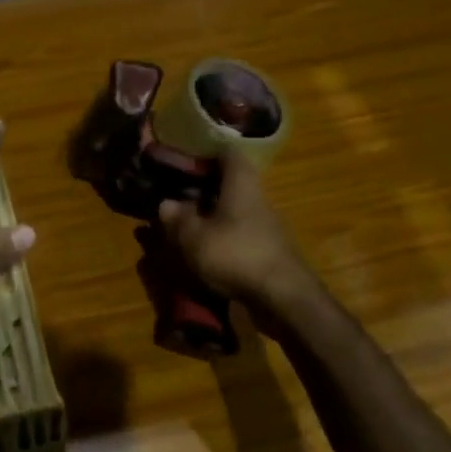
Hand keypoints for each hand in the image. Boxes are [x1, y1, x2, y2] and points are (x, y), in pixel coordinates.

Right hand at [157, 150, 306, 303]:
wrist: (284, 298)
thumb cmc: (236, 255)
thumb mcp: (194, 238)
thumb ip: (178, 219)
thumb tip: (166, 203)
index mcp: (241, 185)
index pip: (228, 154)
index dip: (206, 153)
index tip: (183, 161)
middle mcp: (257, 198)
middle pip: (231, 183)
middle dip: (205, 188)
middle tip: (178, 196)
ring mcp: (267, 225)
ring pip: (235, 209)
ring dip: (213, 215)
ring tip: (187, 226)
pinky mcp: (269, 250)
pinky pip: (241, 233)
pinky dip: (224, 237)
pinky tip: (207, 251)